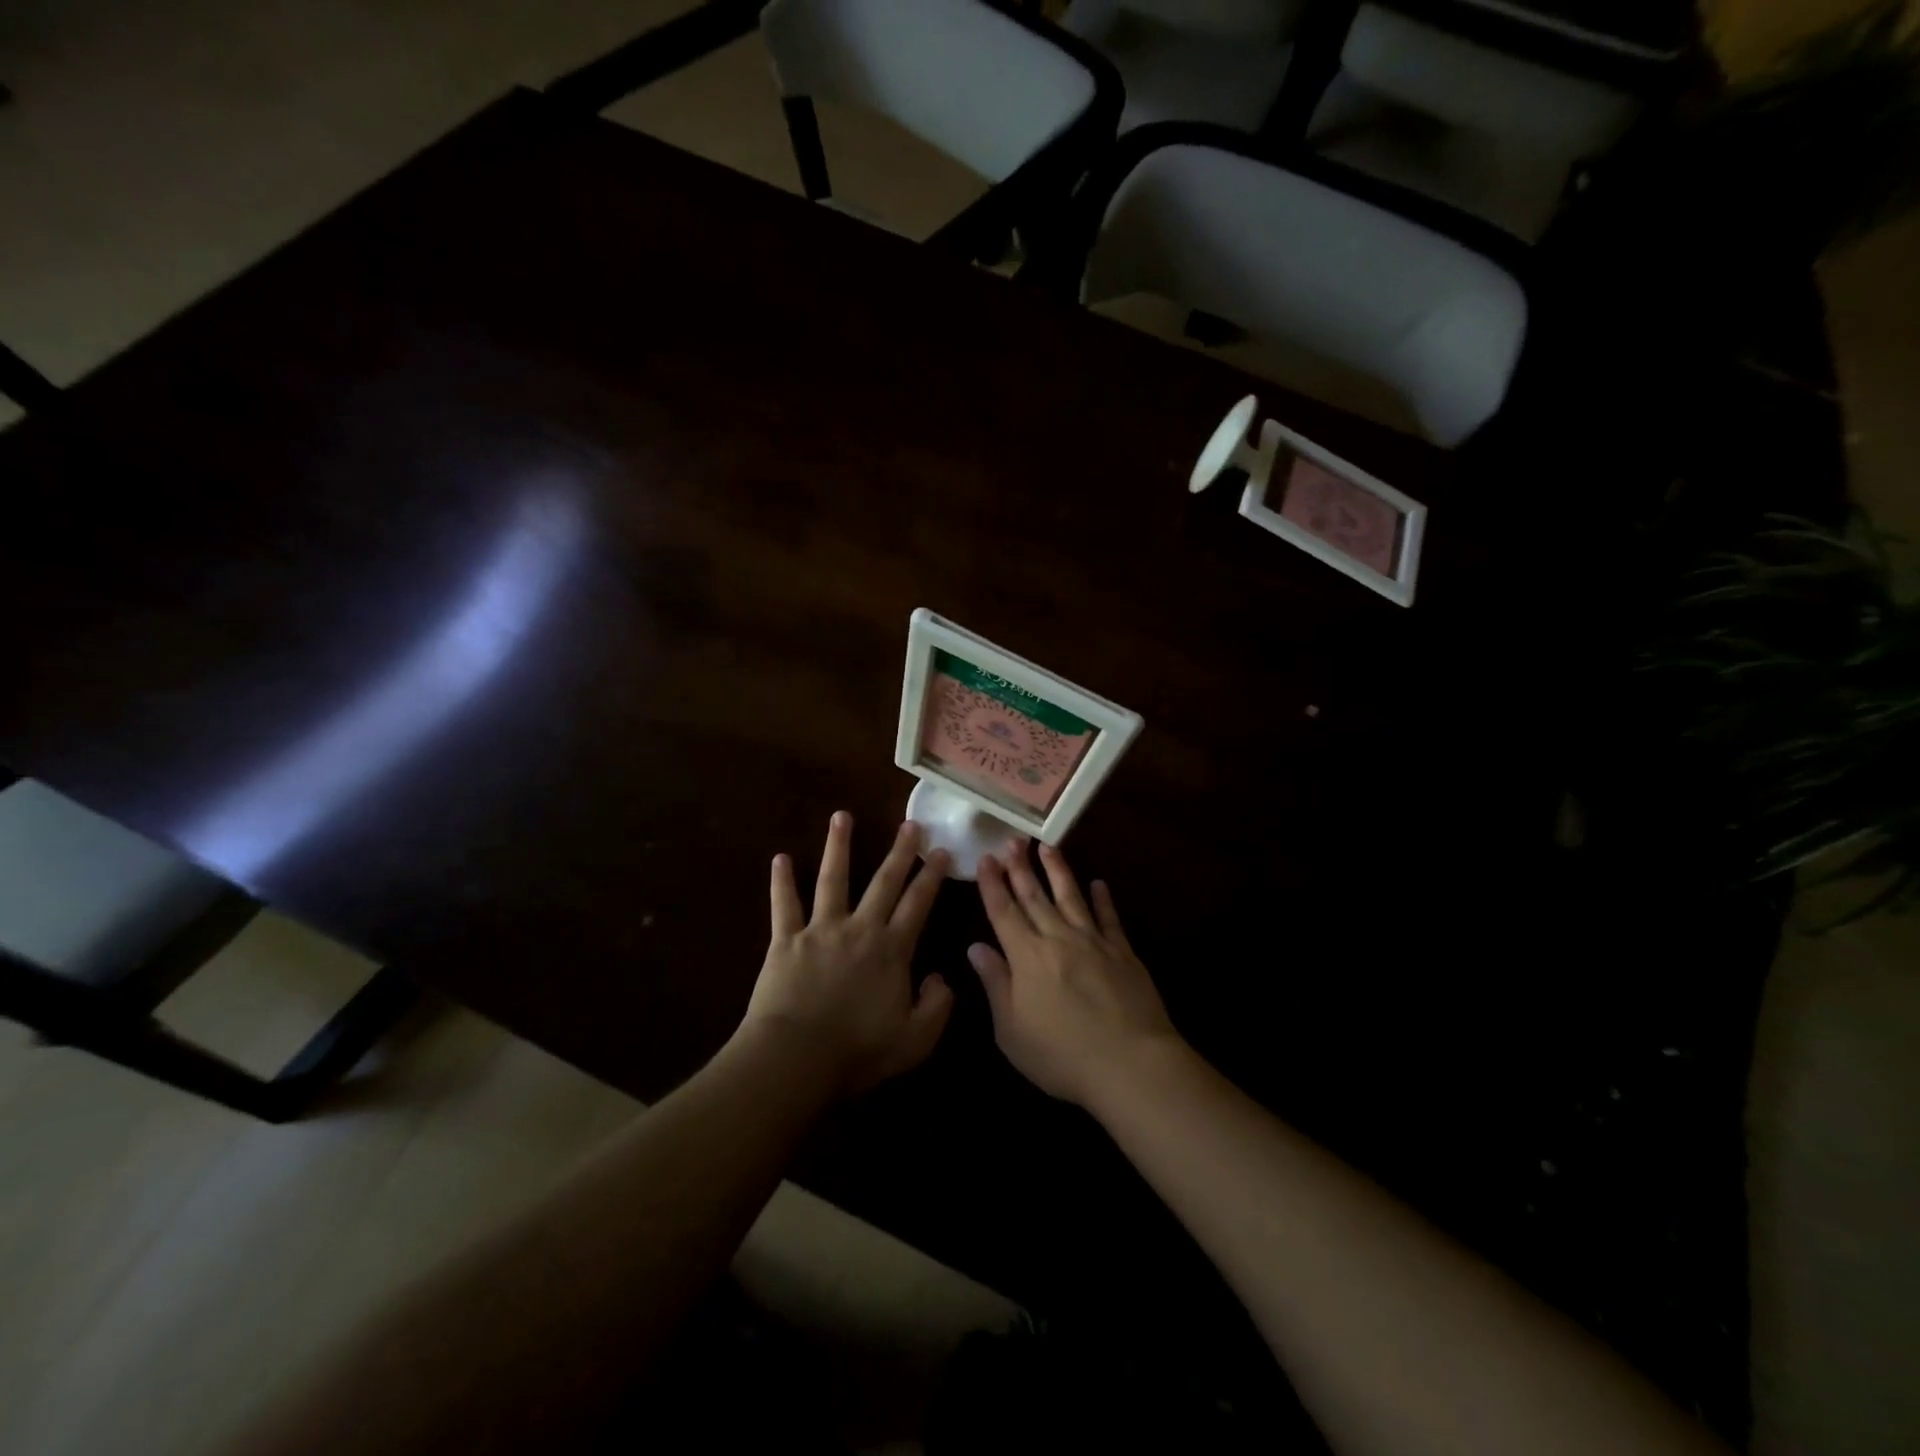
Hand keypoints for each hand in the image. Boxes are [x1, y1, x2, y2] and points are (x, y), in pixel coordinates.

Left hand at [741, 812, 954, 1096]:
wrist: (796, 1058)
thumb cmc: (858, 1051)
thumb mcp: (916, 1039)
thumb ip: (938, 1006)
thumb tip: (941, 977)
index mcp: (892, 949)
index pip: (918, 903)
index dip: (932, 876)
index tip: (942, 850)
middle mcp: (860, 928)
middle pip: (883, 881)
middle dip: (900, 851)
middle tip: (910, 824)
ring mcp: (820, 929)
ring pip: (833, 878)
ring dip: (839, 845)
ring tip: (842, 816)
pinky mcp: (785, 940)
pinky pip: (784, 904)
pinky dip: (782, 881)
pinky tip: (780, 857)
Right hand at [970, 843, 1180, 1107]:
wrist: (1130, 1063)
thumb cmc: (1061, 1055)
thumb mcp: (1012, 1030)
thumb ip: (995, 984)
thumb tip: (976, 947)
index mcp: (1026, 956)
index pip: (1003, 911)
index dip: (992, 884)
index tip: (985, 858)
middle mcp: (1057, 938)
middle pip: (1034, 896)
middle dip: (1021, 866)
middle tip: (1013, 839)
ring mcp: (1093, 942)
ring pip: (1071, 896)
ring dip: (1058, 870)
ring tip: (1048, 847)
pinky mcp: (1123, 952)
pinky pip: (1109, 918)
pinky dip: (1103, 899)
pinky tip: (1099, 883)